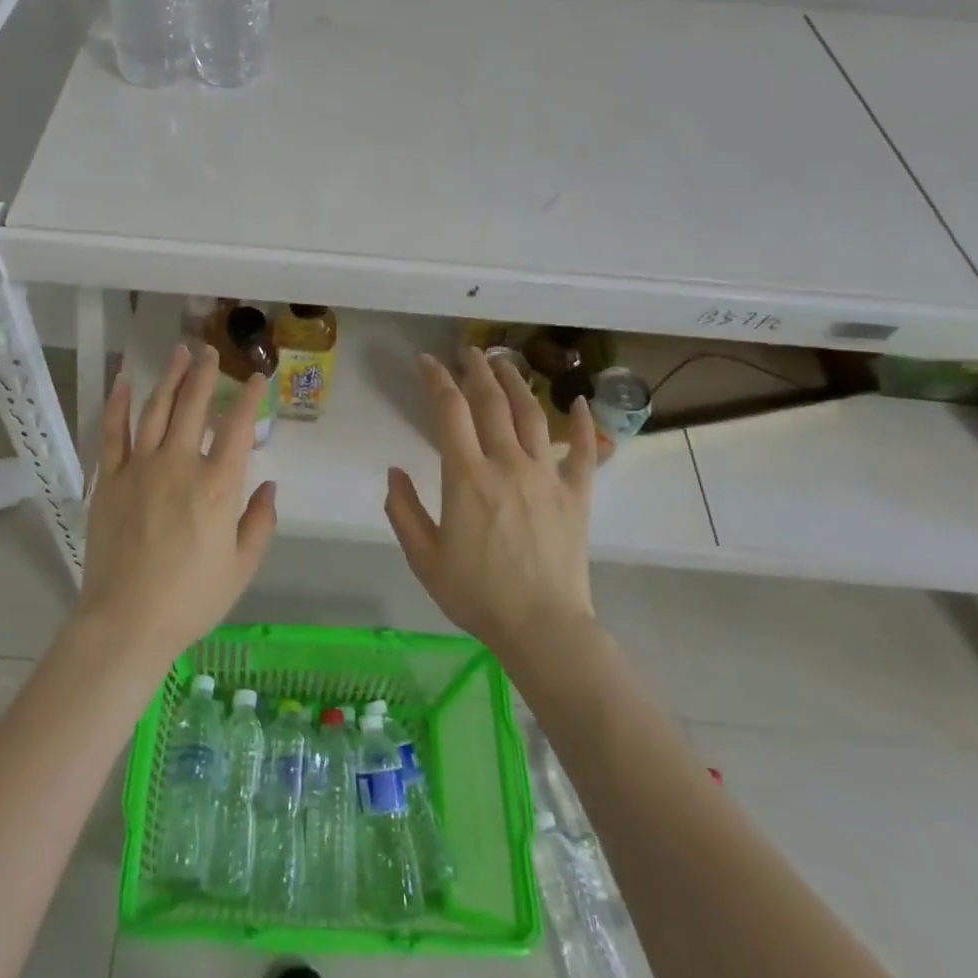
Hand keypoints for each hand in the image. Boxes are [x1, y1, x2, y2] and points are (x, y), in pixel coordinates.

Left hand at [74, 344, 277, 667]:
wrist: (126, 622)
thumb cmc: (191, 599)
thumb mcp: (242, 567)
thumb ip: (261, 522)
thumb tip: (270, 486)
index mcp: (218, 485)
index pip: (237, 426)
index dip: (248, 397)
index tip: (255, 377)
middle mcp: (180, 464)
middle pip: (193, 405)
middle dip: (204, 373)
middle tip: (209, 351)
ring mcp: (140, 468)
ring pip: (156, 409)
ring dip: (170, 377)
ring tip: (179, 353)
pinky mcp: (109, 479)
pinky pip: (113, 432)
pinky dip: (119, 404)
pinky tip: (125, 382)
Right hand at [384, 349, 597, 656]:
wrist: (542, 628)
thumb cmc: (477, 594)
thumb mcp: (424, 558)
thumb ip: (403, 510)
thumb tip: (395, 472)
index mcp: (467, 476)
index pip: (449, 411)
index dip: (437, 380)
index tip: (427, 362)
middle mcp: (507, 464)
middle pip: (492, 402)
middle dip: (477, 370)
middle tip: (469, 350)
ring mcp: (546, 476)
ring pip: (532, 415)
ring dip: (517, 383)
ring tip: (506, 362)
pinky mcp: (576, 495)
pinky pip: (583, 452)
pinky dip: (582, 424)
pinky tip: (579, 402)